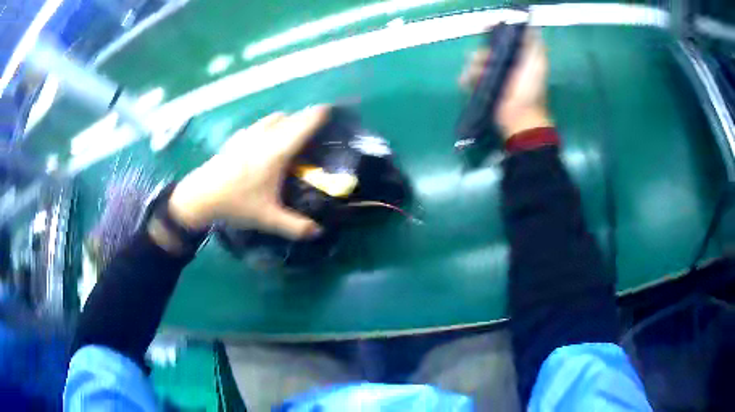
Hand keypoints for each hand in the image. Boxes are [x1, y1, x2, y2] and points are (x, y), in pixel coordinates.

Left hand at [168, 106, 328, 239]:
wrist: (200, 196)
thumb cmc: (236, 203)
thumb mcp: (268, 219)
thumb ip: (296, 226)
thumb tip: (318, 232)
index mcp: (277, 151)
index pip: (303, 125)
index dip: (318, 115)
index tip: (330, 109)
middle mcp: (264, 137)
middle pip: (290, 118)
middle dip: (305, 118)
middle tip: (316, 128)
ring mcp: (248, 135)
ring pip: (273, 118)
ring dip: (287, 120)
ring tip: (292, 133)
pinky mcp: (236, 139)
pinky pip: (259, 125)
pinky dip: (269, 126)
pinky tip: (265, 141)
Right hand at [459, 29, 551, 137]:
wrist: (521, 119)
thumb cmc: (530, 90)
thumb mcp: (537, 64)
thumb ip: (534, 46)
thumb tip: (529, 27)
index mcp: (518, 58)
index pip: (503, 40)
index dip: (493, 33)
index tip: (484, 29)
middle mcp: (506, 66)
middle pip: (487, 51)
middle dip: (481, 53)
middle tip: (481, 60)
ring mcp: (494, 79)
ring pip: (476, 64)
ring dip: (472, 67)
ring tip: (474, 75)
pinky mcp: (485, 90)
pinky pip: (471, 79)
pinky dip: (466, 78)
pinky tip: (465, 81)